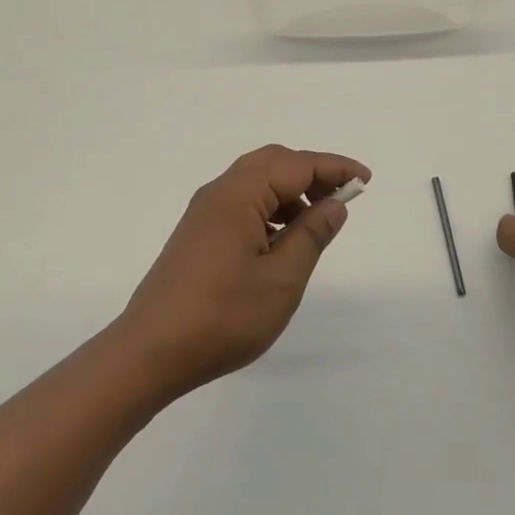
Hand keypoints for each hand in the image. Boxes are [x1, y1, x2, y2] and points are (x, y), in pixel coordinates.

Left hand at [112, 145, 370, 399]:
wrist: (149, 353)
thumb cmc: (222, 317)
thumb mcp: (281, 280)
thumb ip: (311, 236)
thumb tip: (334, 205)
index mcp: (238, 195)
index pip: (296, 164)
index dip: (334, 168)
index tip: (365, 180)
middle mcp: (218, 193)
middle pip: (273, 162)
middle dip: (311, 172)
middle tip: (342, 196)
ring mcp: (203, 213)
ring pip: (255, 181)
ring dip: (289, 191)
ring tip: (316, 222)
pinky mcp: (197, 233)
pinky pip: (241, 202)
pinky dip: (269, 207)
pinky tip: (280, 240)